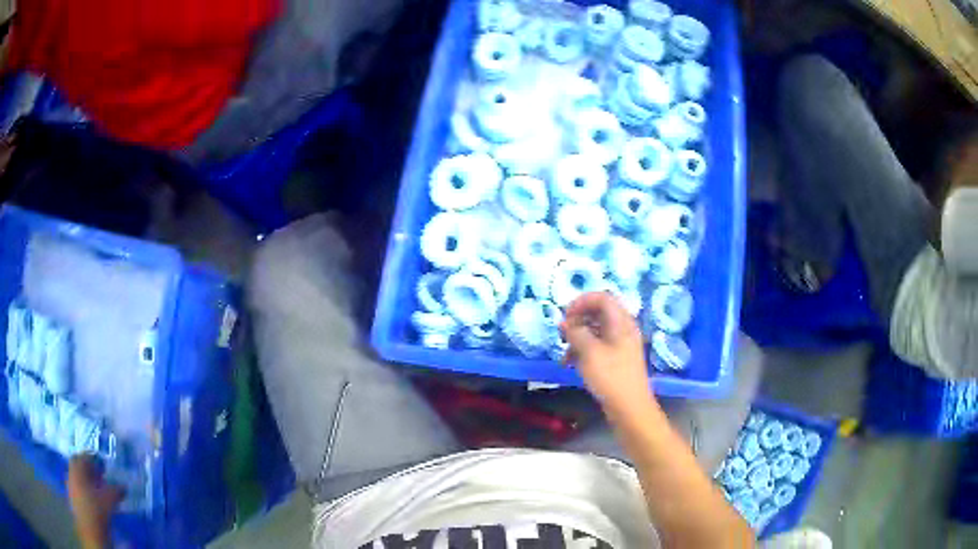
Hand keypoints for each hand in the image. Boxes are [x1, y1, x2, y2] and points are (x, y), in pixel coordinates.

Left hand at [68, 455, 123, 548]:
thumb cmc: (97, 512)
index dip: (94, 458)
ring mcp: (70, 485)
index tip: (103, 465)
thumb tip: (123, 486)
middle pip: (78, 464)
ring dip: (87, 480)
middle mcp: (71, 473)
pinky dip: (85, 490)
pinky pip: (78, 488)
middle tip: (100, 475)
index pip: (84, 456)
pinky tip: (93, 500)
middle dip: (89, 468)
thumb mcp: (109, 502)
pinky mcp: (72, 498)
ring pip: (78, 477)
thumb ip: (115, 491)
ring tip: (98, 489)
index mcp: (77, 469)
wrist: (90, 532)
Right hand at [561, 292, 656, 413]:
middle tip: (563, 333)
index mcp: (621, 322)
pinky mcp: (617, 359)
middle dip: (578, 320)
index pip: (602, 297)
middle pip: (599, 313)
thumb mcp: (589, 352)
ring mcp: (621, 345)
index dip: (581, 301)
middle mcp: (623, 329)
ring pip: (596, 330)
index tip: (565, 316)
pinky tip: (571, 364)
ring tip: (565, 354)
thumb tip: (564, 322)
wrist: (630, 408)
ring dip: (578, 338)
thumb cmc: (611, 377)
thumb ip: (575, 333)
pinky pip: (598, 345)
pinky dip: (584, 350)